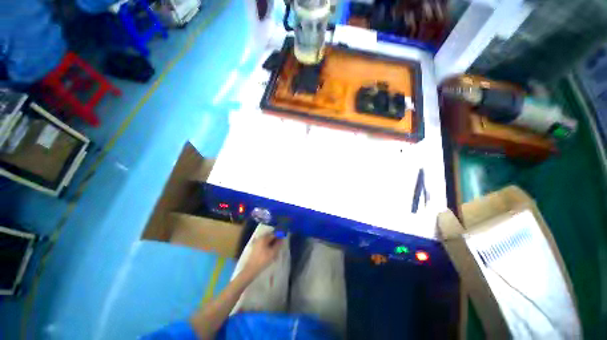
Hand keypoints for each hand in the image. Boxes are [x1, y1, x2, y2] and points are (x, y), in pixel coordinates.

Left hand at [243, 233, 282, 276]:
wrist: (251, 269)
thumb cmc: (263, 259)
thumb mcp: (273, 252)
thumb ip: (278, 244)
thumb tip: (282, 239)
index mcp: (264, 238)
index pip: (274, 234)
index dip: (280, 236)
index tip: (283, 240)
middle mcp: (260, 238)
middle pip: (270, 237)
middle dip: (276, 241)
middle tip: (280, 246)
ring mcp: (257, 242)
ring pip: (267, 241)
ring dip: (272, 245)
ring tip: (275, 252)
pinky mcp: (255, 248)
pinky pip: (264, 245)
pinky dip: (268, 247)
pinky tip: (270, 253)